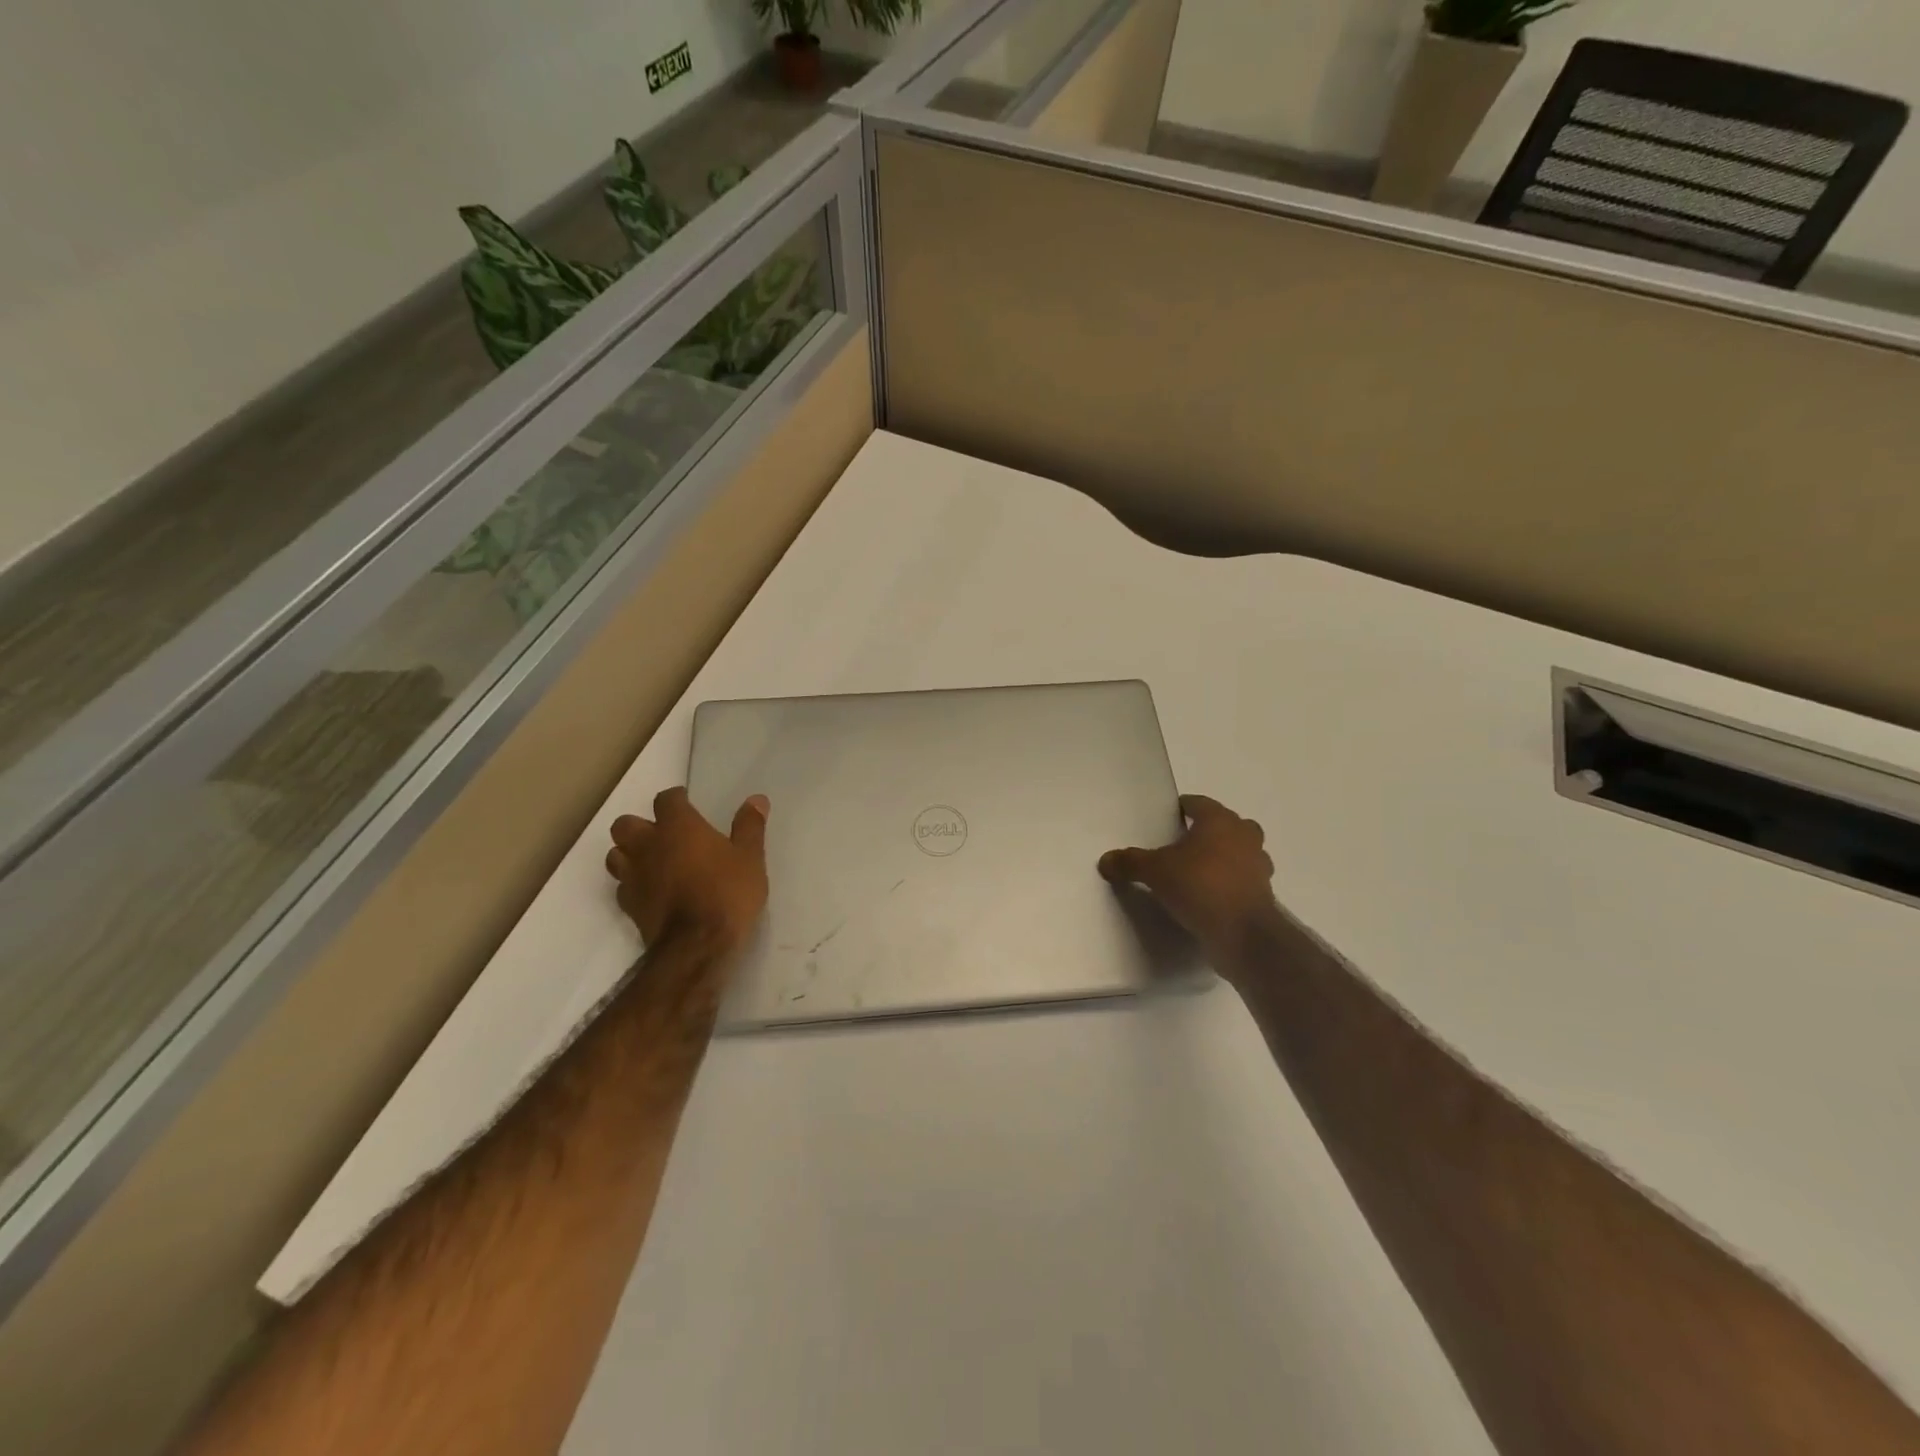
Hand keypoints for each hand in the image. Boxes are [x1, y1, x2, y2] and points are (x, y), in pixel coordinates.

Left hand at [605, 788, 769, 949]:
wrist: (697, 946)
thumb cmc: (727, 893)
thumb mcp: (750, 858)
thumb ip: (750, 826)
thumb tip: (756, 799)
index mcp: (678, 827)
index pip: (666, 799)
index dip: (676, 799)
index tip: (688, 805)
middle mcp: (648, 845)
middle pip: (626, 824)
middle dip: (641, 825)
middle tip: (664, 835)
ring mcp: (633, 876)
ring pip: (615, 854)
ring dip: (629, 853)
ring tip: (651, 861)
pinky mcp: (628, 905)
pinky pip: (622, 885)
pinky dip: (632, 883)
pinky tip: (650, 891)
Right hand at [1099, 794, 1278, 969]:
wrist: (1243, 933)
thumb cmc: (1200, 886)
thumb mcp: (1155, 872)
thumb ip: (1130, 862)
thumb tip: (1105, 860)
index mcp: (1220, 821)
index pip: (1199, 804)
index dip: (1183, 808)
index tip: (1168, 818)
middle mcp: (1245, 837)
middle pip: (1226, 825)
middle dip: (1208, 831)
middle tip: (1183, 844)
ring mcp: (1259, 866)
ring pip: (1240, 852)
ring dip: (1224, 857)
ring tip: (1197, 871)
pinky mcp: (1263, 894)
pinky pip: (1243, 880)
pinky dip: (1230, 883)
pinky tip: (1210, 897)